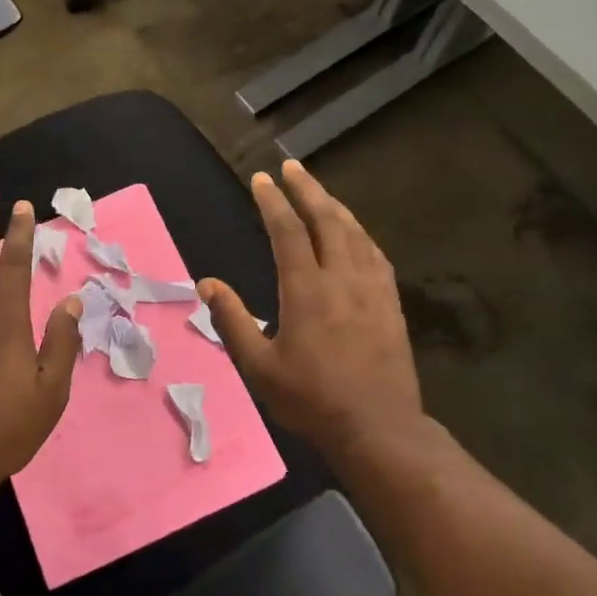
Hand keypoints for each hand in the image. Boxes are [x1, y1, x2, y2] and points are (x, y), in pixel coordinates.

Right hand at [199, 160, 424, 461]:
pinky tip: (355, 233)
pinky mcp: (390, 303)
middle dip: (307, 189)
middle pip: (326, 219)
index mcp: (306, 289)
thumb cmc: (311, 399)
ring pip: (354, 233)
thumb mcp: (259, 366)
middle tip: (292, 167)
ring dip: (334, 206)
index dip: (273, 201)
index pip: (287, 231)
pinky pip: (375, 255)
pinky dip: (360, 234)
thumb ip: (232, 320)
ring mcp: (371, 289)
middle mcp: (341, 278)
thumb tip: (206, 284)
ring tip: (319, 191)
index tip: (261, 179)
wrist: (378, 428)